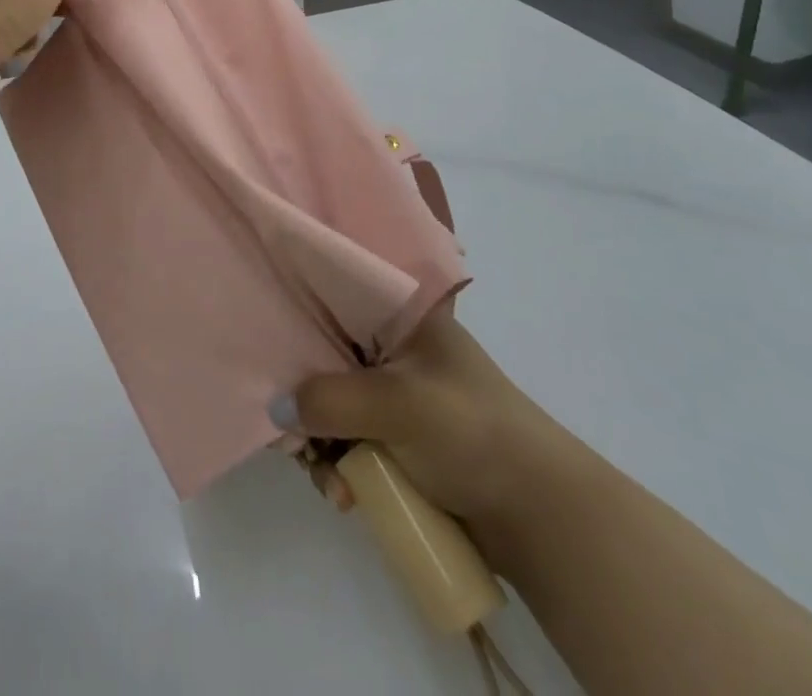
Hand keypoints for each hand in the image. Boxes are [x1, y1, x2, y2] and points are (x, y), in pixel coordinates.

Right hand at [290, 307, 567, 529]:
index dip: (299, 318)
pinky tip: (344, 495)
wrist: (541, 516)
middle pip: (327, 358)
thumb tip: (275, 410)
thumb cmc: (470, 432)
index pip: (336, 295)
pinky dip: (341, 467)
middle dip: (306, 401)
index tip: (270, 348)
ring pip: (335, 406)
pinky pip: (351, 442)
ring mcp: (400, 396)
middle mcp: (396, 348)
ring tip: (330, 483)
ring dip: (322, 444)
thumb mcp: (397, 404)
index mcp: (402, 316)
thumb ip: (330, 400)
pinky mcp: (402, 440)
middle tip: (293, 440)